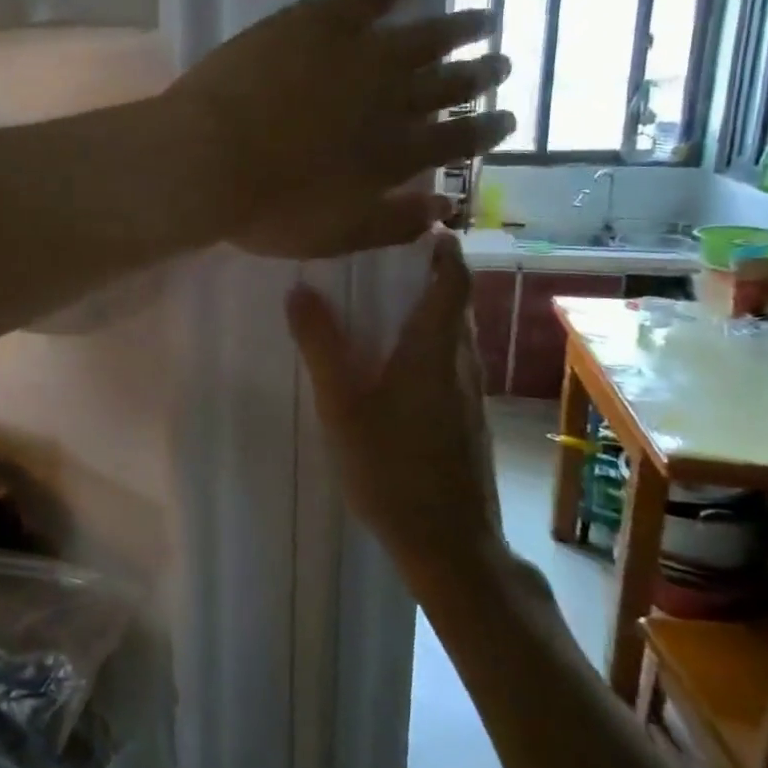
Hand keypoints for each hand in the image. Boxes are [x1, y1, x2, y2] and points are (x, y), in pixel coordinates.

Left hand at [164, 0, 513, 257]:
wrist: (210, 160)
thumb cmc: (265, 209)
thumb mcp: (333, 236)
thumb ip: (392, 225)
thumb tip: (443, 211)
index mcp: (395, 157)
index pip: (456, 141)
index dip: (485, 130)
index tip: (505, 119)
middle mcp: (394, 102)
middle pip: (449, 86)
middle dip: (479, 76)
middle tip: (501, 65)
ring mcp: (363, 55)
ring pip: (427, 37)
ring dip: (460, 29)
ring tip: (483, 20)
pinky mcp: (326, 19)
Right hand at [286, 229, 505, 575]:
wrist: (449, 543)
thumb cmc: (392, 470)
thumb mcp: (343, 407)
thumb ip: (322, 347)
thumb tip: (300, 289)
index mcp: (434, 349)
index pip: (452, 279)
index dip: (442, 247)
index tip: (417, 223)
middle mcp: (459, 362)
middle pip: (454, 302)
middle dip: (428, 272)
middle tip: (382, 256)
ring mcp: (467, 392)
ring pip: (452, 333)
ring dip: (426, 308)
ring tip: (381, 300)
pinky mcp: (465, 417)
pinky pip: (448, 360)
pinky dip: (425, 342)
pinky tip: (391, 361)